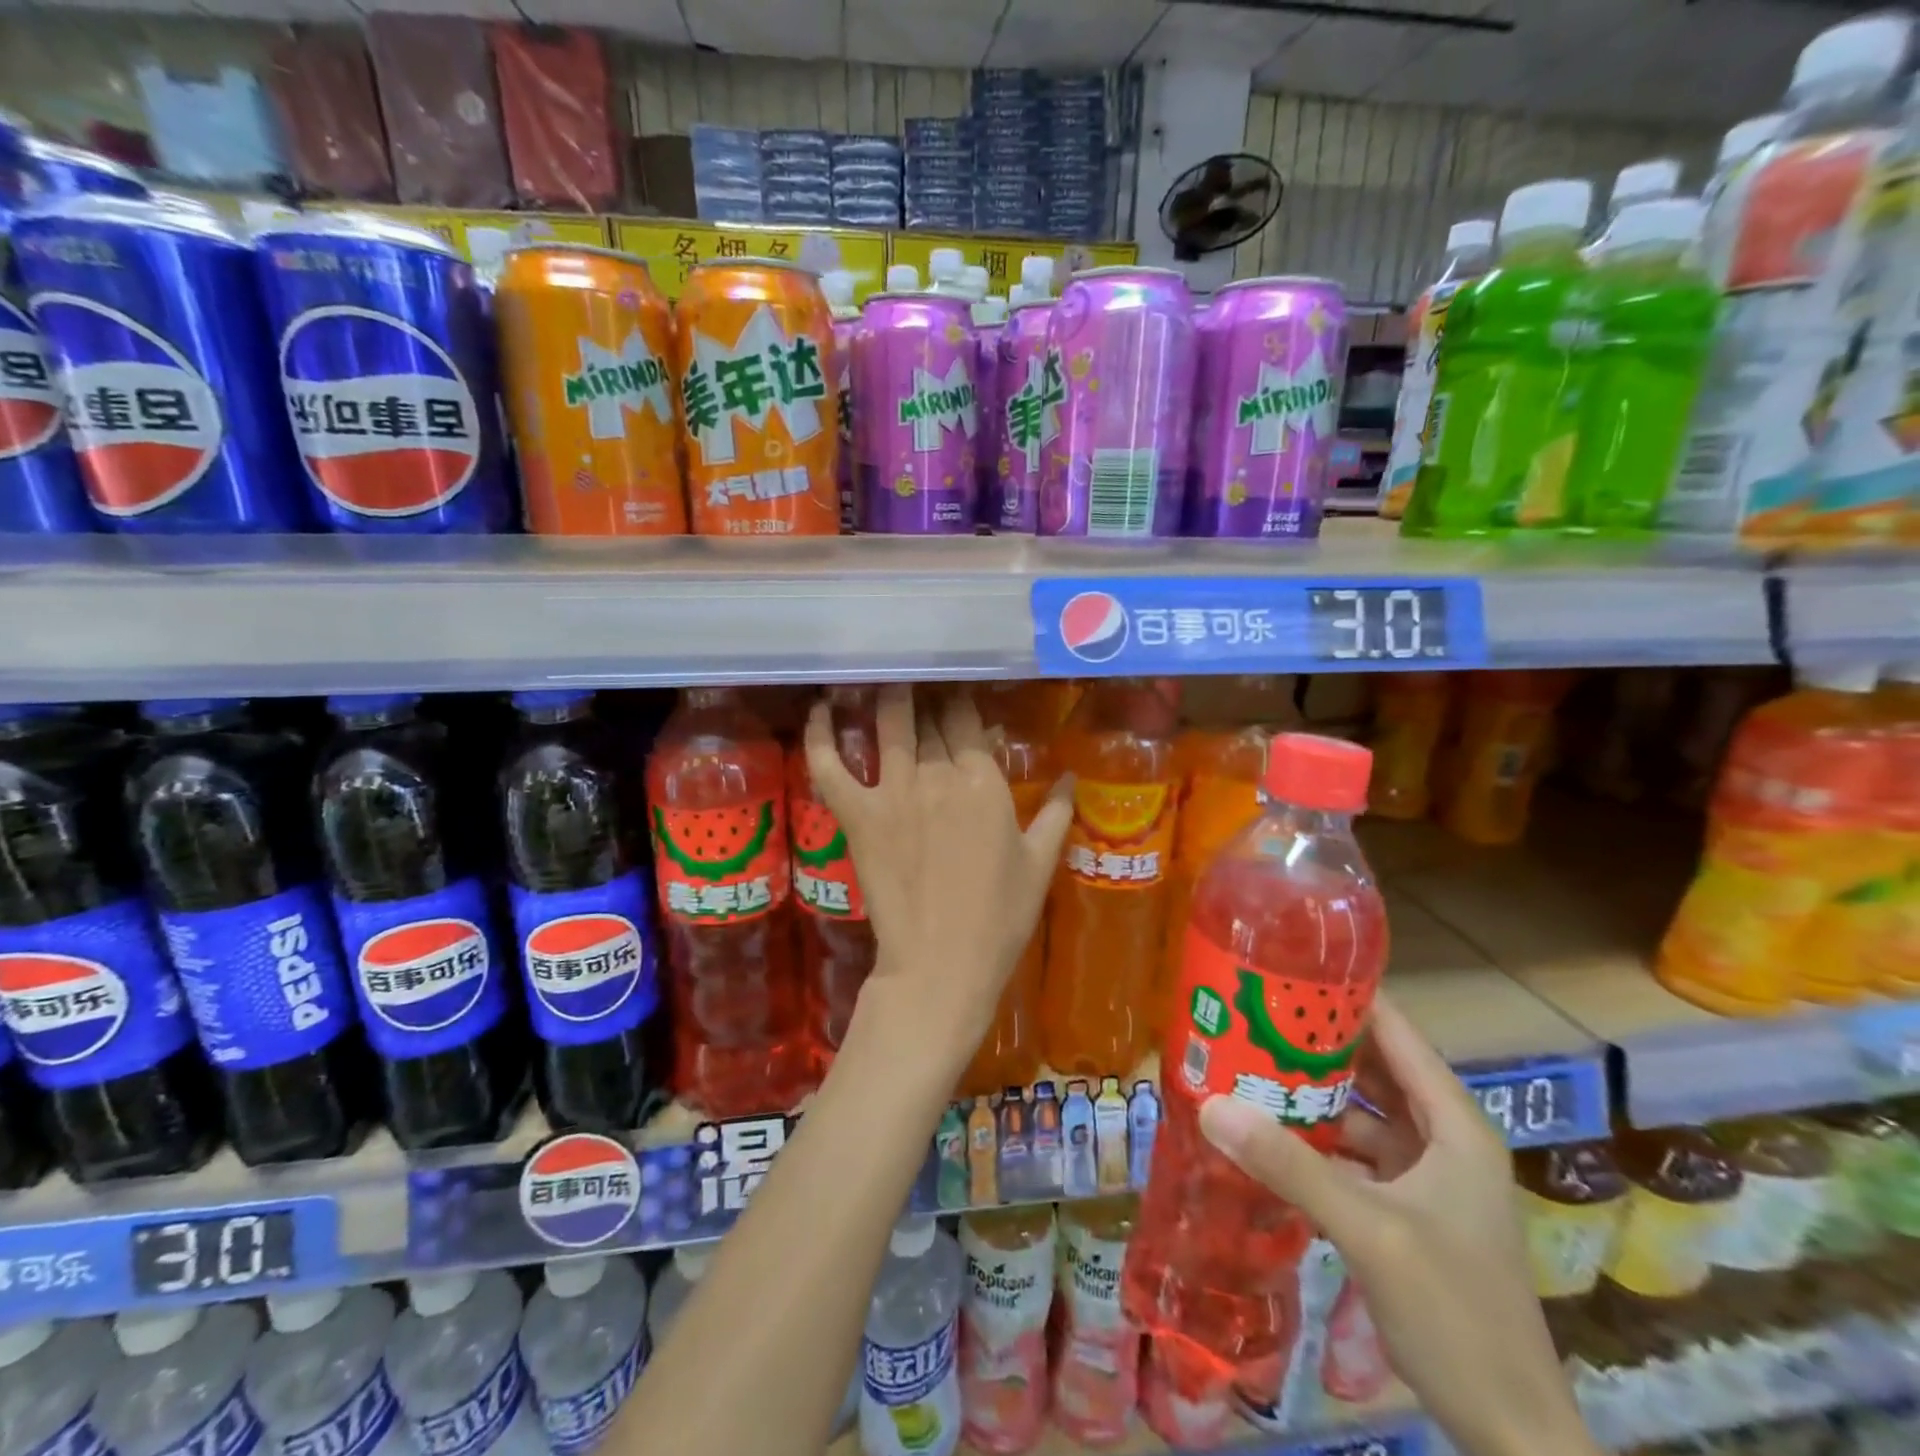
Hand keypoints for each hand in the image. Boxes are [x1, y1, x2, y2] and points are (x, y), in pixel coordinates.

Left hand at [803, 685, 1072, 1064]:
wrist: (941, 963)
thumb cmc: (999, 918)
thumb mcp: (1040, 863)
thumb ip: (1056, 812)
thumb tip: (1072, 775)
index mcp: (983, 782)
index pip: (967, 721)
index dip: (960, 701)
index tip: (957, 692)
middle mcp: (937, 775)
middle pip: (929, 718)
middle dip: (928, 696)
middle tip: (922, 682)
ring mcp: (893, 792)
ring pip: (888, 725)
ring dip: (886, 697)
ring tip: (884, 678)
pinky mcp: (857, 815)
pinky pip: (831, 766)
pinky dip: (820, 736)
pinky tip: (821, 709)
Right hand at [1196, 995, 1600, 1455]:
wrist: (1511, 1434)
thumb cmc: (1457, 1313)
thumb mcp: (1369, 1229)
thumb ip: (1290, 1165)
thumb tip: (1212, 1104)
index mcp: (1451, 1123)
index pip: (1395, 1031)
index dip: (1344, 995)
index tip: (1283, 970)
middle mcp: (1441, 1137)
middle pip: (1373, 1067)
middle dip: (1314, 1041)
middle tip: (1248, 1014)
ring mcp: (1425, 1176)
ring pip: (1360, 1111)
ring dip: (1310, 1092)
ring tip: (1246, 1062)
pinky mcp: (1406, 1208)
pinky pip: (1353, 1153)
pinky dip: (1315, 1139)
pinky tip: (1267, 1133)